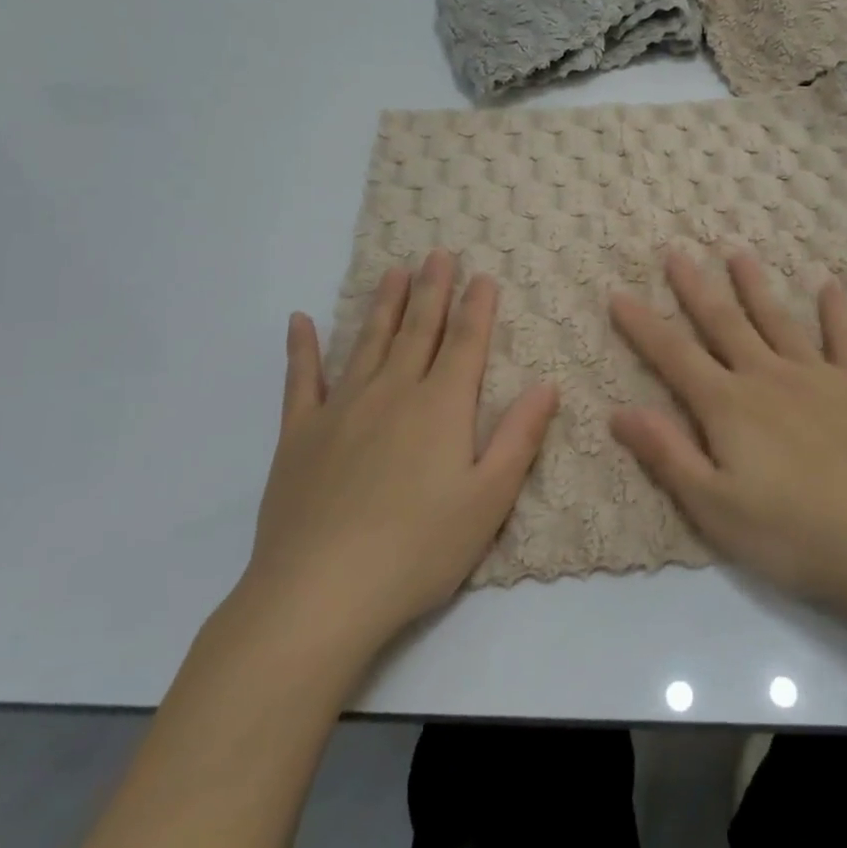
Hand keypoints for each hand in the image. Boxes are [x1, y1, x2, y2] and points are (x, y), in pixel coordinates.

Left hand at [242, 250, 557, 649]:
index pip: (465, 343)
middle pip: (418, 331)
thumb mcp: (490, 498)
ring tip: (394, 271)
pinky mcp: (300, 435)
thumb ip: (519, 436)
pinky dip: (302, 348)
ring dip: (383, 305)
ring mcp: (341, 410)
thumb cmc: (419, 549)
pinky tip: (301, 321)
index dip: (477, 307)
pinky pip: (302, 380)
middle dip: (433, 291)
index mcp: (441, 407)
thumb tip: (547, 383)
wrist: (320, 593)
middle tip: (438, 254)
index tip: (483, 275)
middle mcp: (392, 393)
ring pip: (368, 343)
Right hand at [609, 250, 846, 610]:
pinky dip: (835, 311)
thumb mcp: (715, 507)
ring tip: (737, 253)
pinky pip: (843, 339)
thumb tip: (619, 410)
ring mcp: (816, 377)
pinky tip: (830, 286)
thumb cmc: (793, 533)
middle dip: (696, 288)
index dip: (643, 325)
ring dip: (754, 286)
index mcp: (728, 406)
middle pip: (723, 323)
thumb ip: (668, 454)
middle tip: (676, 252)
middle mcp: (767, 377)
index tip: (619, 292)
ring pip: (777, 320)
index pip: (674, 356)